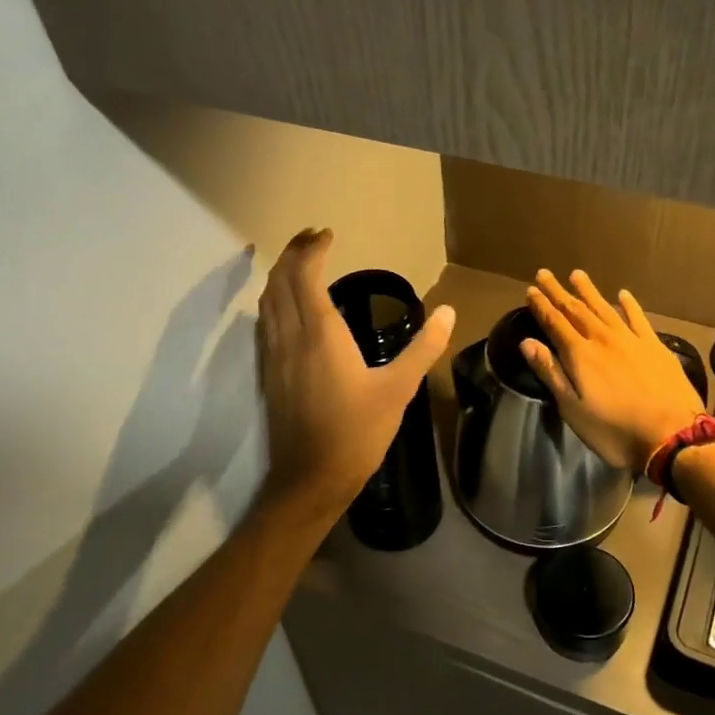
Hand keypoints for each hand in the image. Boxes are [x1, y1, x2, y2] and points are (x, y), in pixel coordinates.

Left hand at [257, 229, 455, 515]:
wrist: (310, 480)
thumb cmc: (357, 433)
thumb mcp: (398, 390)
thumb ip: (424, 348)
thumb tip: (448, 312)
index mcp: (320, 334)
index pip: (306, 276)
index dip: (312, 250)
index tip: (327, 234)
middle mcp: (290, 337)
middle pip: (280, 282)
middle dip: (293, 253)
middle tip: (313, 238)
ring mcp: (273, 356)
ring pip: (267, 301)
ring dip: (281, 275)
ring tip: (300, 264)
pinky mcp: (268, 373)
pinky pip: (265, 322)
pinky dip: (274, 300)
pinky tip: (288, 308)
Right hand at [521, 270, 705, 471]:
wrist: (673, 435)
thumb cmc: (616, 430)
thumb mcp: (573, 410)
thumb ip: (551, 373)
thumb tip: (527, 342)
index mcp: (580, 355)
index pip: (555, 323)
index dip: (541, 306)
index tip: (531, 289)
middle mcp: (603, 339)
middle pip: (576, 310)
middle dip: (559, 292)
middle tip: (545, 273)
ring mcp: (632, 339)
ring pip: (605, 308)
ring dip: (589, 291)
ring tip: (577, 274)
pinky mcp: (655, 346)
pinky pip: (638, 317)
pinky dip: (628, 305)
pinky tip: (622, 294)